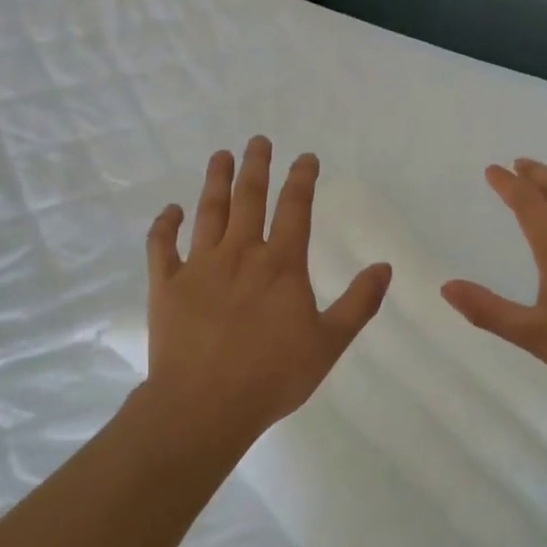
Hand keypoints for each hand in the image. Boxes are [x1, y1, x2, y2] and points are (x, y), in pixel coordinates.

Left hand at [144, 137, 392, 440]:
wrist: (204, 405)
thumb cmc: (272, 375)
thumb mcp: (329, 343)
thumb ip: (359, 302)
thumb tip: (384, 266)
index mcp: (281, 264)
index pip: (295, 208)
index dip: (301, 178)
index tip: (305, 157)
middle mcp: (240, 253)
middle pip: (249, 197)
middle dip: (256, 165)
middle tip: (258, 141)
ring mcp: (200, 266)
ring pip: (208, 211)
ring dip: (215, 180)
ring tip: (221, 155)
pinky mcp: (167, 285)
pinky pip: (162, 246)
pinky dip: (165, 225)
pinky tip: (171, 210)